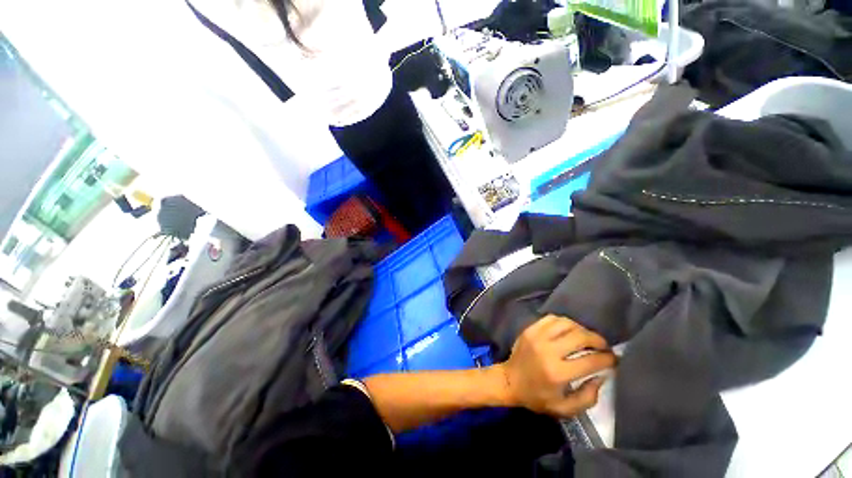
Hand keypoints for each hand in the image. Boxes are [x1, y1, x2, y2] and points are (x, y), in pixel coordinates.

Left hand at [496, 315, 615, 416]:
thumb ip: (588, 397)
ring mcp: (537, 336)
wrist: (510, 381)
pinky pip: (551, 318)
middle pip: (580, 336)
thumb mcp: (565, 408)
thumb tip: (602, 376)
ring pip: (566, 323)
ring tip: (587, 338)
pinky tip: (569, 330)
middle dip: (598, 340)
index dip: (608, 359)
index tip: (614, 359)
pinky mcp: (530, 329)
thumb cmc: (537, 397)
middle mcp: (548, 350)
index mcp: (558, 372)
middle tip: (603, 346)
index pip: (591, 360)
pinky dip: (564, 322)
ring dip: (581, 329)